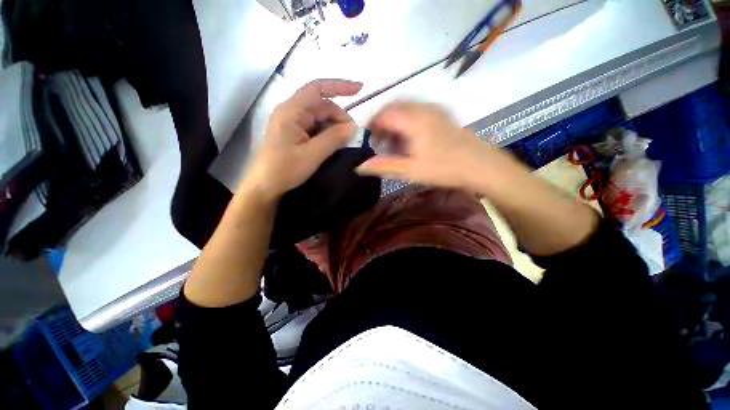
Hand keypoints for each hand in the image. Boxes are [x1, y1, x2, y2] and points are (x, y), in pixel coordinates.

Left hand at [243, 79, 362, 200]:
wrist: (265, 186)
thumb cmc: (284, 169)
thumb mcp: (312, 154)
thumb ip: (333, 138)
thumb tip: (353, 127)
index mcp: (292, 111)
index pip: (318, 89)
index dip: (340, 86)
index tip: (360, 89)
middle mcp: (291, 112)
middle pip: (321, 105)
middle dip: (339, 117)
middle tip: (352, 135)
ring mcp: (292, 123)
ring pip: (320, 118)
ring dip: (334, 126)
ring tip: (345, 141)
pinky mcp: (294, 134)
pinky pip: (315, 128)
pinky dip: (327, 133)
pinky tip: (334, 143)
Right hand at [357, 102, 521, 192]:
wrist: (482, 166)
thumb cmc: (445, 168)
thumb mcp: (411, 170)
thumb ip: (384, 166)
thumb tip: (360, 167)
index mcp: (414, 119)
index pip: (384, 113)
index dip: (373, 125)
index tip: (369, 140)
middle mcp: (424, 108)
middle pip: (394, 108)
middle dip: (383, 123)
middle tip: (380, 142)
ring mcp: (436, 110)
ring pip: (406, 109)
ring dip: (395, 123)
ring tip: (394, 143)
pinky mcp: (443, 116)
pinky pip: (418, 112)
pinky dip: (407, 123)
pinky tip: (411, 140)